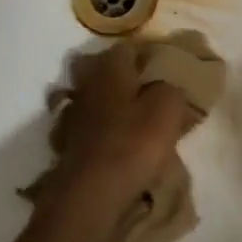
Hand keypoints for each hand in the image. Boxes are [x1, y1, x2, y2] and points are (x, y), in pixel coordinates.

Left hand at [49, 44, 198, 211]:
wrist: (90, 193)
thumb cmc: (133, 143)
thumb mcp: (168, 108)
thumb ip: (172, 87)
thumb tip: (169, 83)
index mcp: (110, 66)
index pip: (130, 47)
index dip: (150, 57)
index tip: (168, 73)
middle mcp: (88, 81)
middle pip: (109, 70)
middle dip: (128, 79)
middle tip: (153, 95)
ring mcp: (75, 111)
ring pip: (99, 97)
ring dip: (115, 104)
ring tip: (140, 121)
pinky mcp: (70, 140)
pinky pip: (92, 124)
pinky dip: (104, 129)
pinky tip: (120, 142)